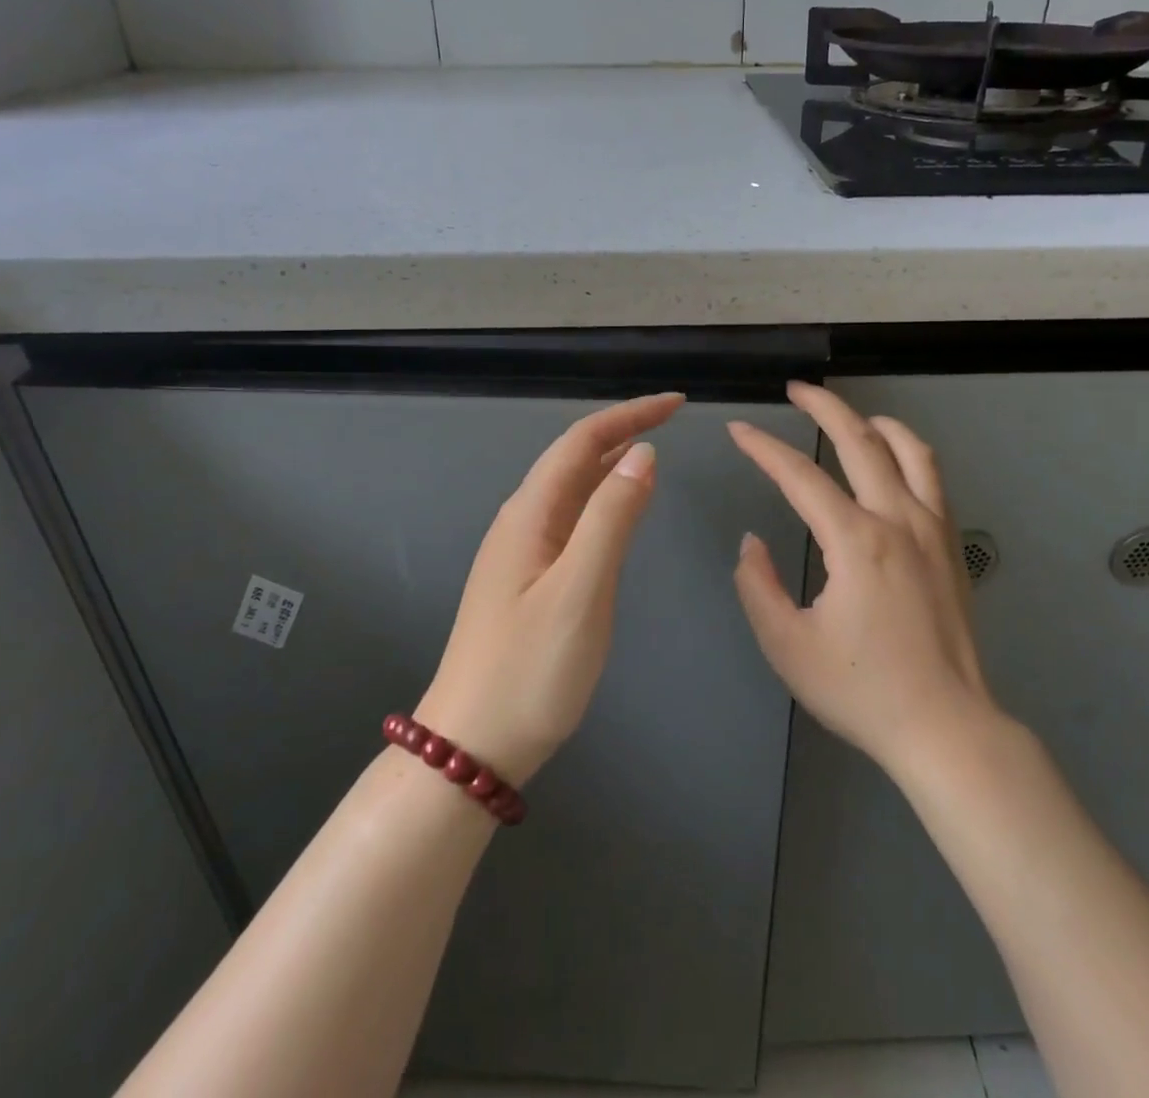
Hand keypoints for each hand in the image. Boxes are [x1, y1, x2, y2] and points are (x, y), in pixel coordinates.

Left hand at [416, 393, 682, 786]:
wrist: (471, 745)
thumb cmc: (529, 670)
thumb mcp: (580, 590)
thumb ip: (612, 518)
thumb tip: (643, 453)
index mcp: (530, 514)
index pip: (582, 440)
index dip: (630, 415)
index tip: (677, 404)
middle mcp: (522, 521)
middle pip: (574, 457)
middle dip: (623, 430)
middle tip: (673, 420)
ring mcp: (521, 551)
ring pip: (571, 488)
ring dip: (611, 462)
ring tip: (653, 451)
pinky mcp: (527, 579)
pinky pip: (570, 519)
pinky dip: (601, 499)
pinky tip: (618, 510)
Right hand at [728, 382, 1000, 778]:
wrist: (947, 728)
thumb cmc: (862, 690)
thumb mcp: (788, 646)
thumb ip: (757, 586)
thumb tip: (752, 543)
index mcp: (856, 541)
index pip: (800, 476)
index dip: (763, 448)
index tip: (739, 430)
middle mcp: (898, 519)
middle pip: (860, 440)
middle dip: (823, 407)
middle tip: (796, 390)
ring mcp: (933, 528)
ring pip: (909, 449)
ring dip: (875, 422)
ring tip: (850, 415)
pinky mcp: (951, 545)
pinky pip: (933, 478)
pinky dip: (909, 451)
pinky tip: (893, 459)